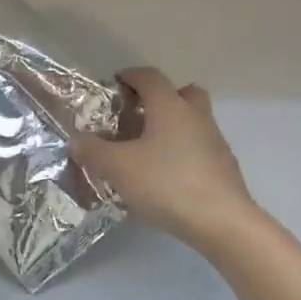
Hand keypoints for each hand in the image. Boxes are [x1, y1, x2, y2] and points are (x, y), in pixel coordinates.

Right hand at [74, 66, 257, 252]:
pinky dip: (181, 153)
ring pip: (192, 121)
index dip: (130, 76)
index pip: (150, 76)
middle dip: (158, 99)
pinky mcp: (224, 168)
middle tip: (136, 116)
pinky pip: (198, 148)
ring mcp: (215, 141)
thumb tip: (76, 140)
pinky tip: (164, 177)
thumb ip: (92, 151)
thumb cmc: (167, 184)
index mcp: (170, 106)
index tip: (114, 85)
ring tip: (145, 152)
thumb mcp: (118, 167)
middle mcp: (196, 116)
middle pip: (181, 93)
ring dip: (170, 127)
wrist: (223, 223)